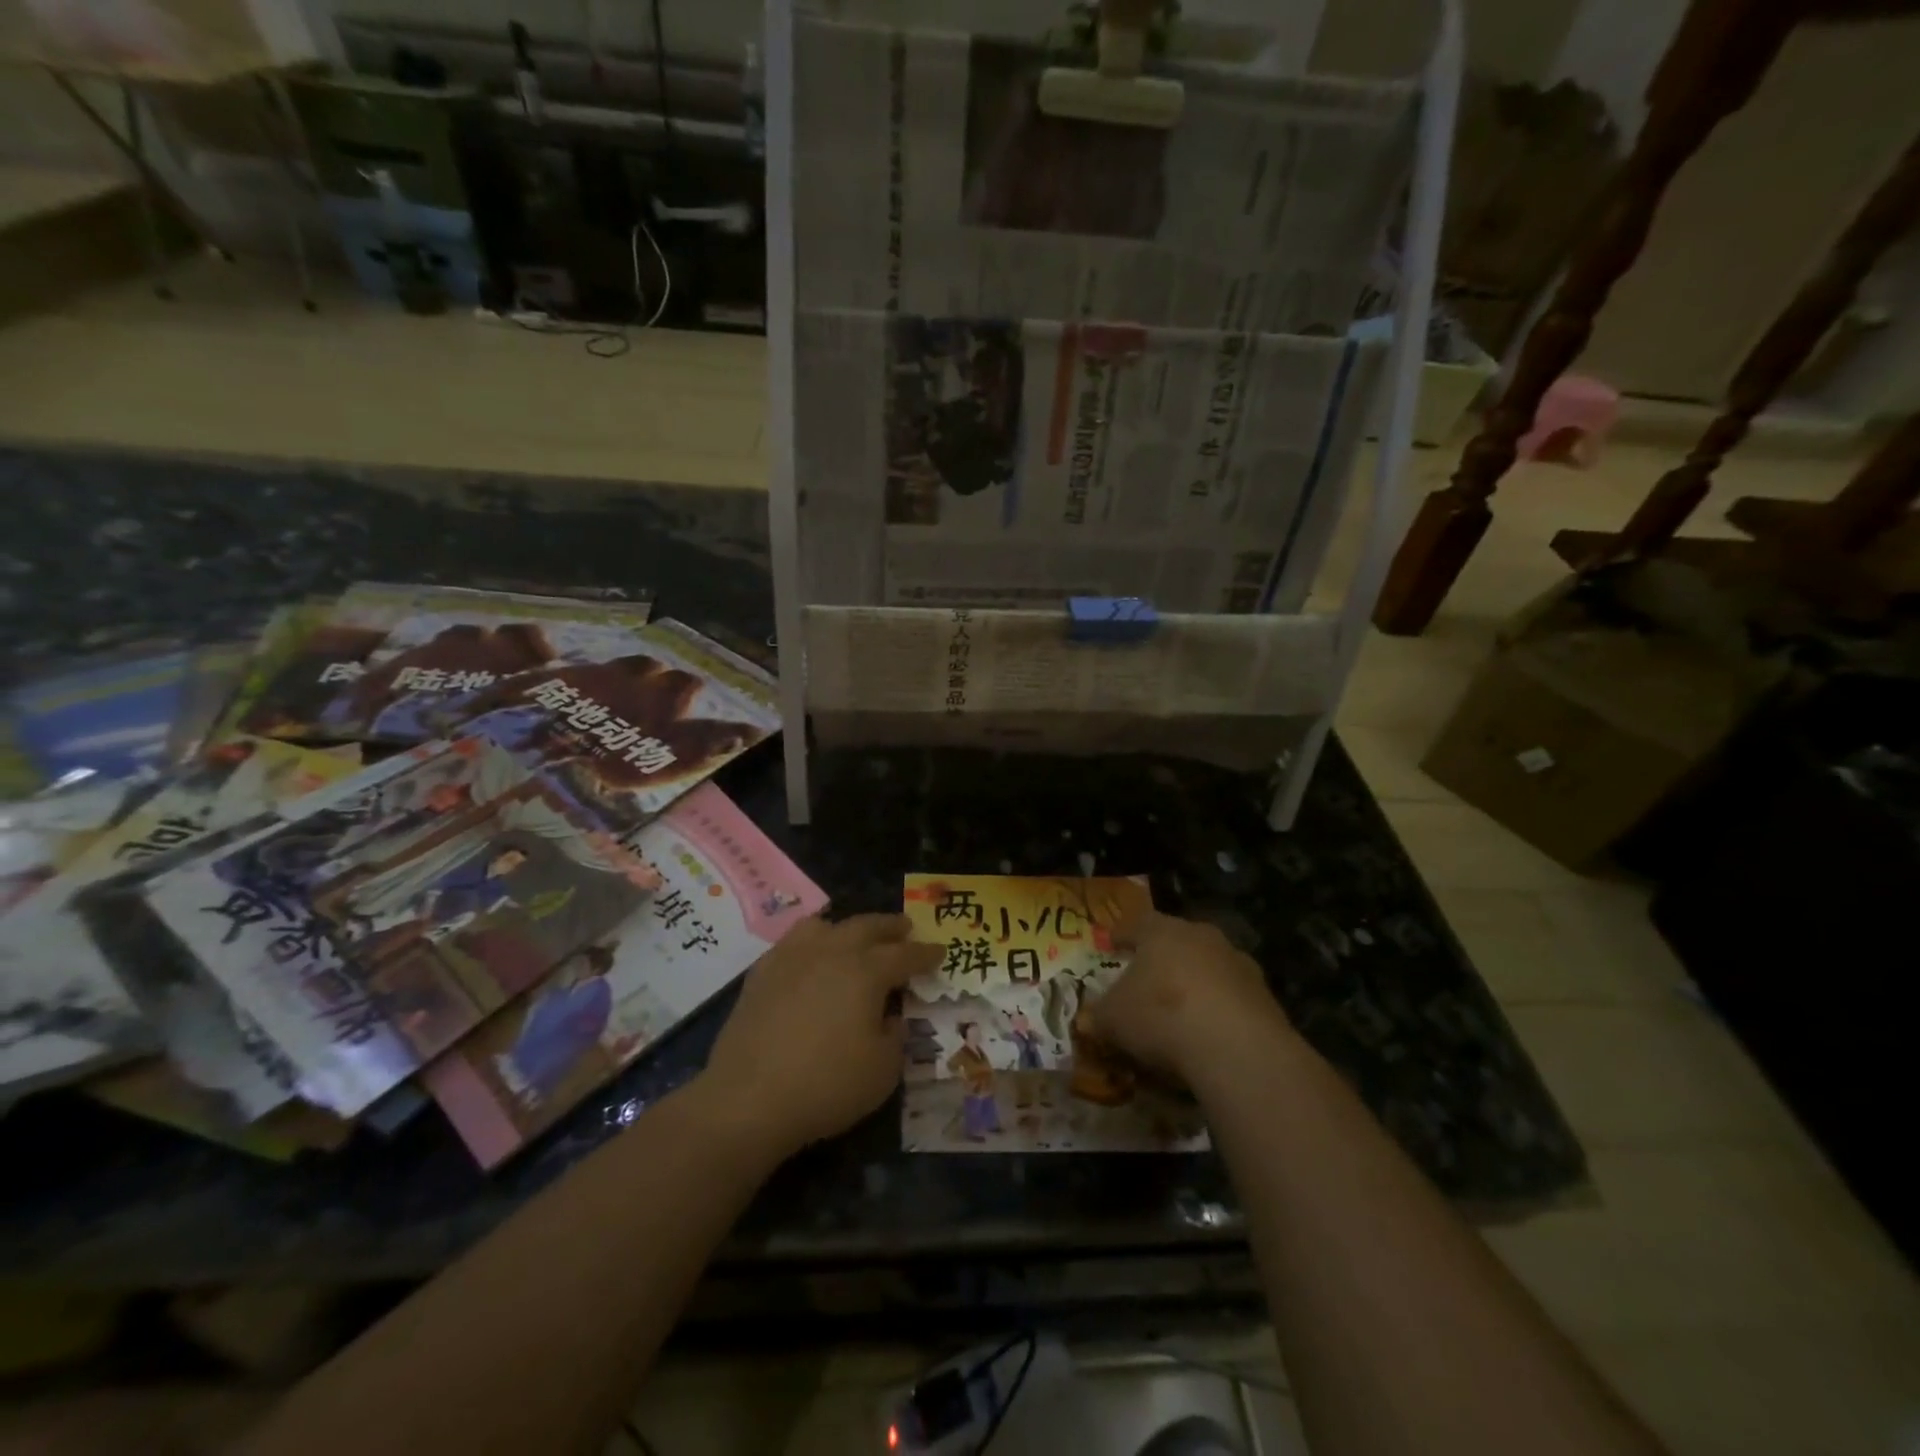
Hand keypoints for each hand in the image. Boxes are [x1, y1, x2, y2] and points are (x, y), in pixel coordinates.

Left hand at [699, 914, 941, 1157]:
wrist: (748, 1098)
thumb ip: (895, 1037)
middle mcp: (831, 952)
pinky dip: (811, 942)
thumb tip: (892, 1017)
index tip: (939, 951)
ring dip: (848, 927)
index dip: (925, 954)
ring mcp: (792, 958)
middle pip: (867, 927)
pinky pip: (792, 942)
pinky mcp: (762, 973)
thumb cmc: (826, 1085)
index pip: (905, 955)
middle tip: (905, 928)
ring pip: (825, 925)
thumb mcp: (883, 1071)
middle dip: (890, 927)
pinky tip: (810, 959)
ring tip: (854, 937)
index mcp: (866, 971)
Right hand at [1085, 908, 1290, 1087]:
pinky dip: (1219, 1012)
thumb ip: (1099, 1015)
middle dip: (1162, 959)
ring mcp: (1238, 964)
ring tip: (1180, 1014)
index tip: (1112, 944)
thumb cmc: (1161, 1016)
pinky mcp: (1265, 997)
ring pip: (1208, 968)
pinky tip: (1209, 1037)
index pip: (1137, 924)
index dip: (1122, 935)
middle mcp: (1201, 936)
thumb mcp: (1113, 1019)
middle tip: (1147, 979)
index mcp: (1161, 931)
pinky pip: (1232, 999)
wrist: (1236, 1047)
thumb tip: (1089, 1019)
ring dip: (1195, 985)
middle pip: (1176, 941)